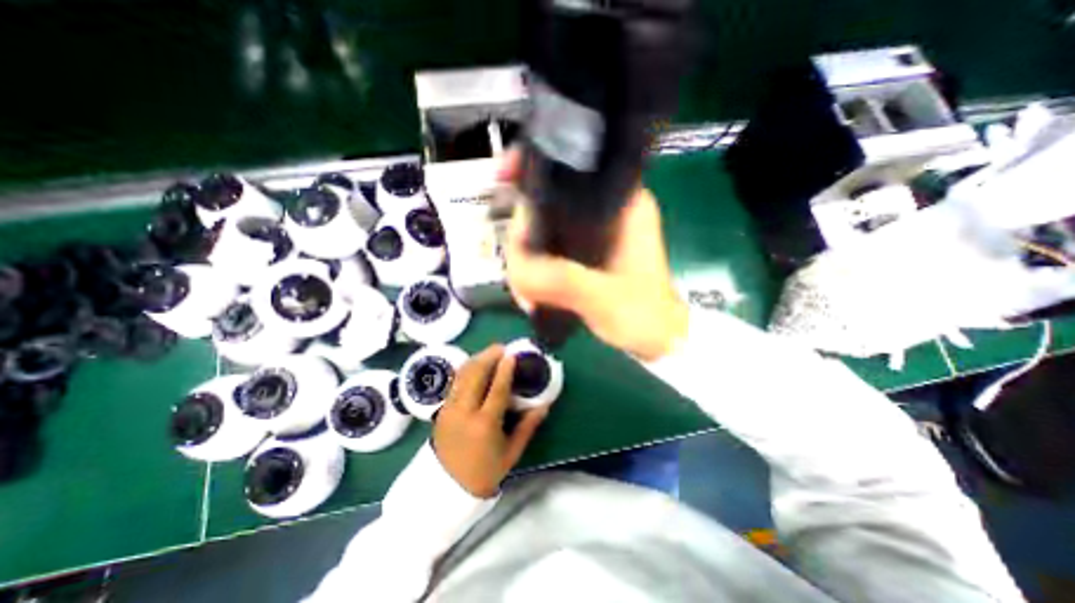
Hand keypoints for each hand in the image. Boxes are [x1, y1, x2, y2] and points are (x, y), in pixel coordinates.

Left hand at [431, 343, 545, 498]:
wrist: (447, 488)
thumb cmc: (485, 471)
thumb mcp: (512, 452)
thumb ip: (528, 426)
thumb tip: (544, 405)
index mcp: (485, 425)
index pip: (496, 390)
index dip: (505, 370)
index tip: (512, 354)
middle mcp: (464, 412)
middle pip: (475, 375)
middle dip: (488, 357)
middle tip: (501, 348)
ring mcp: (449, 410)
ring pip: (462, 375)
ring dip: (476, 360)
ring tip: (490, 352)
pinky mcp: (441, 410)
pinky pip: (455, 382)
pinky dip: (466, 370)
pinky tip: (475, 365)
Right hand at [498, 149, 683, 360]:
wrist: (657, 339)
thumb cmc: (645, 316)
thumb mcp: (604, 298)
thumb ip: (563, 281)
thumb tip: (516, 269)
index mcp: (622, 203)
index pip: (573, 166)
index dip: (534, 165)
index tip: (503, 177)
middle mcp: (605, 209)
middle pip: (548, 199)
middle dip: (523, 233)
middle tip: (518, 272)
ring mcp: (592, 232)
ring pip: (543, 227)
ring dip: (526, 257)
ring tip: (525, 293)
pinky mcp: (583, 253)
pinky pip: (547, 248)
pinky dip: (535, 268)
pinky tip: (531, 292)